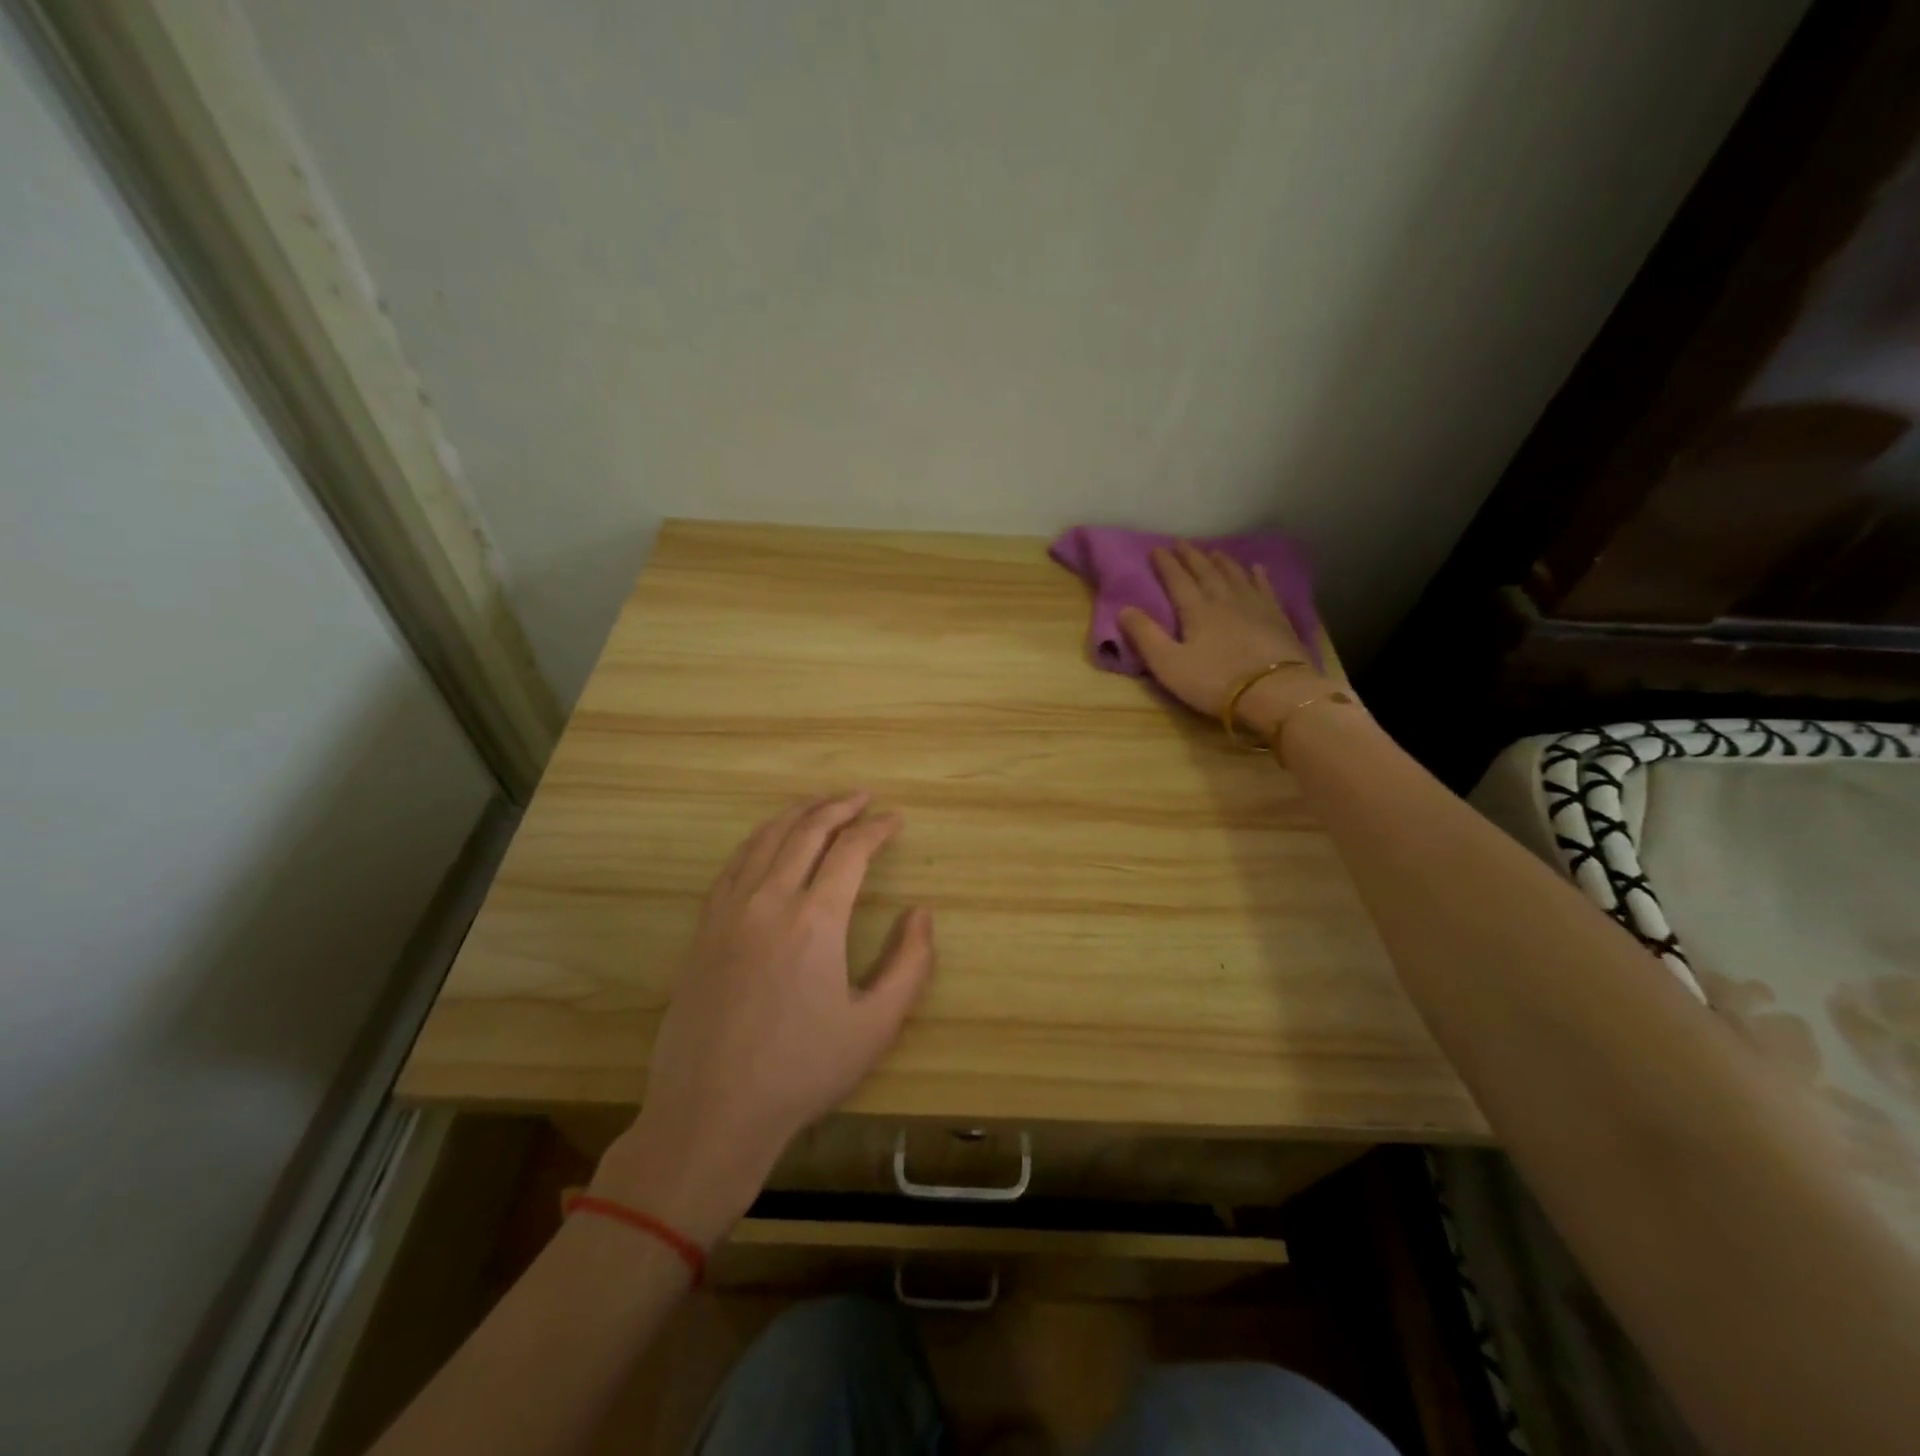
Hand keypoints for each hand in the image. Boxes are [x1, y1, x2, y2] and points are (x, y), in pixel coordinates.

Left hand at [593, 792, 934, 1243]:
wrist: (710, 1112)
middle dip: (839, 807)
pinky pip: (734, 863)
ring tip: (820, 804)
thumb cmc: (801, 1071)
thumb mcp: (875, 1026)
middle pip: (807, 831)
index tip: (895, 819)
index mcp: (816, 919)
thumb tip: (921, 914)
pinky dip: (759, 839)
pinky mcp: (704, 928)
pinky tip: (769, 841)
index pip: (851, 851)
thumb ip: (910, 964)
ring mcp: (729, 910)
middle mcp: (770, 899)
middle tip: (862, 797)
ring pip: (765, 839)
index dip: (877, 828)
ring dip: (798, 814)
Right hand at [1119, 542, 1340, 737]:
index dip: (1165, 564)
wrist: (1275, 691)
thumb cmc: (1215, 681)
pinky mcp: (1277, 617)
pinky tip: (1256, 569)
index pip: (1177, 580)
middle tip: (1181, 543)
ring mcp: (1254, 606)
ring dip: (1222, 562)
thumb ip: (1145, 636)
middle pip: (1206, 572)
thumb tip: (1124, 609)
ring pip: (1235, 575)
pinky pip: (1265, 588)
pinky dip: (1258, 576)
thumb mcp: (1169, 665)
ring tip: (1214, 551)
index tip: (1156, 549)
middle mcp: (1224, 600)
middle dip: (1191, 556)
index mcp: (1196, 610)